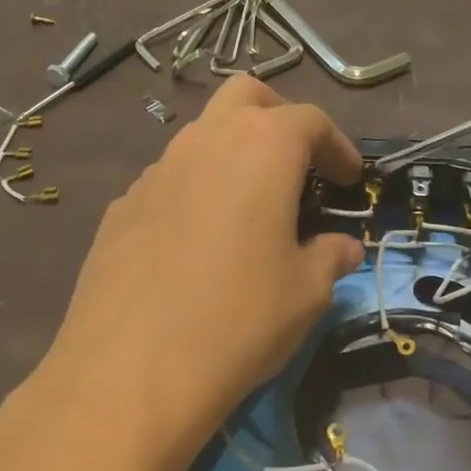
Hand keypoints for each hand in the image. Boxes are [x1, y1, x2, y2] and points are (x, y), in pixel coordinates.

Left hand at [29, 76, 364, 470]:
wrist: (129, 373)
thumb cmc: (239, 320)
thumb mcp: (306, 293)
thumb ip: (330, 258)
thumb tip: (342, 248)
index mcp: (261, 148)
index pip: (309, 120)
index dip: (338, 146)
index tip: (349, 180)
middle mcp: (204, 141)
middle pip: (246, 97)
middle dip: (279, 118)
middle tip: (298, 163)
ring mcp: (155, 171)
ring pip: (202, 136)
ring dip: (233, 156)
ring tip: (249, 210)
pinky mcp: (120, 207)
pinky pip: (169, 181)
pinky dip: (195, 192)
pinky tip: (197, 245)